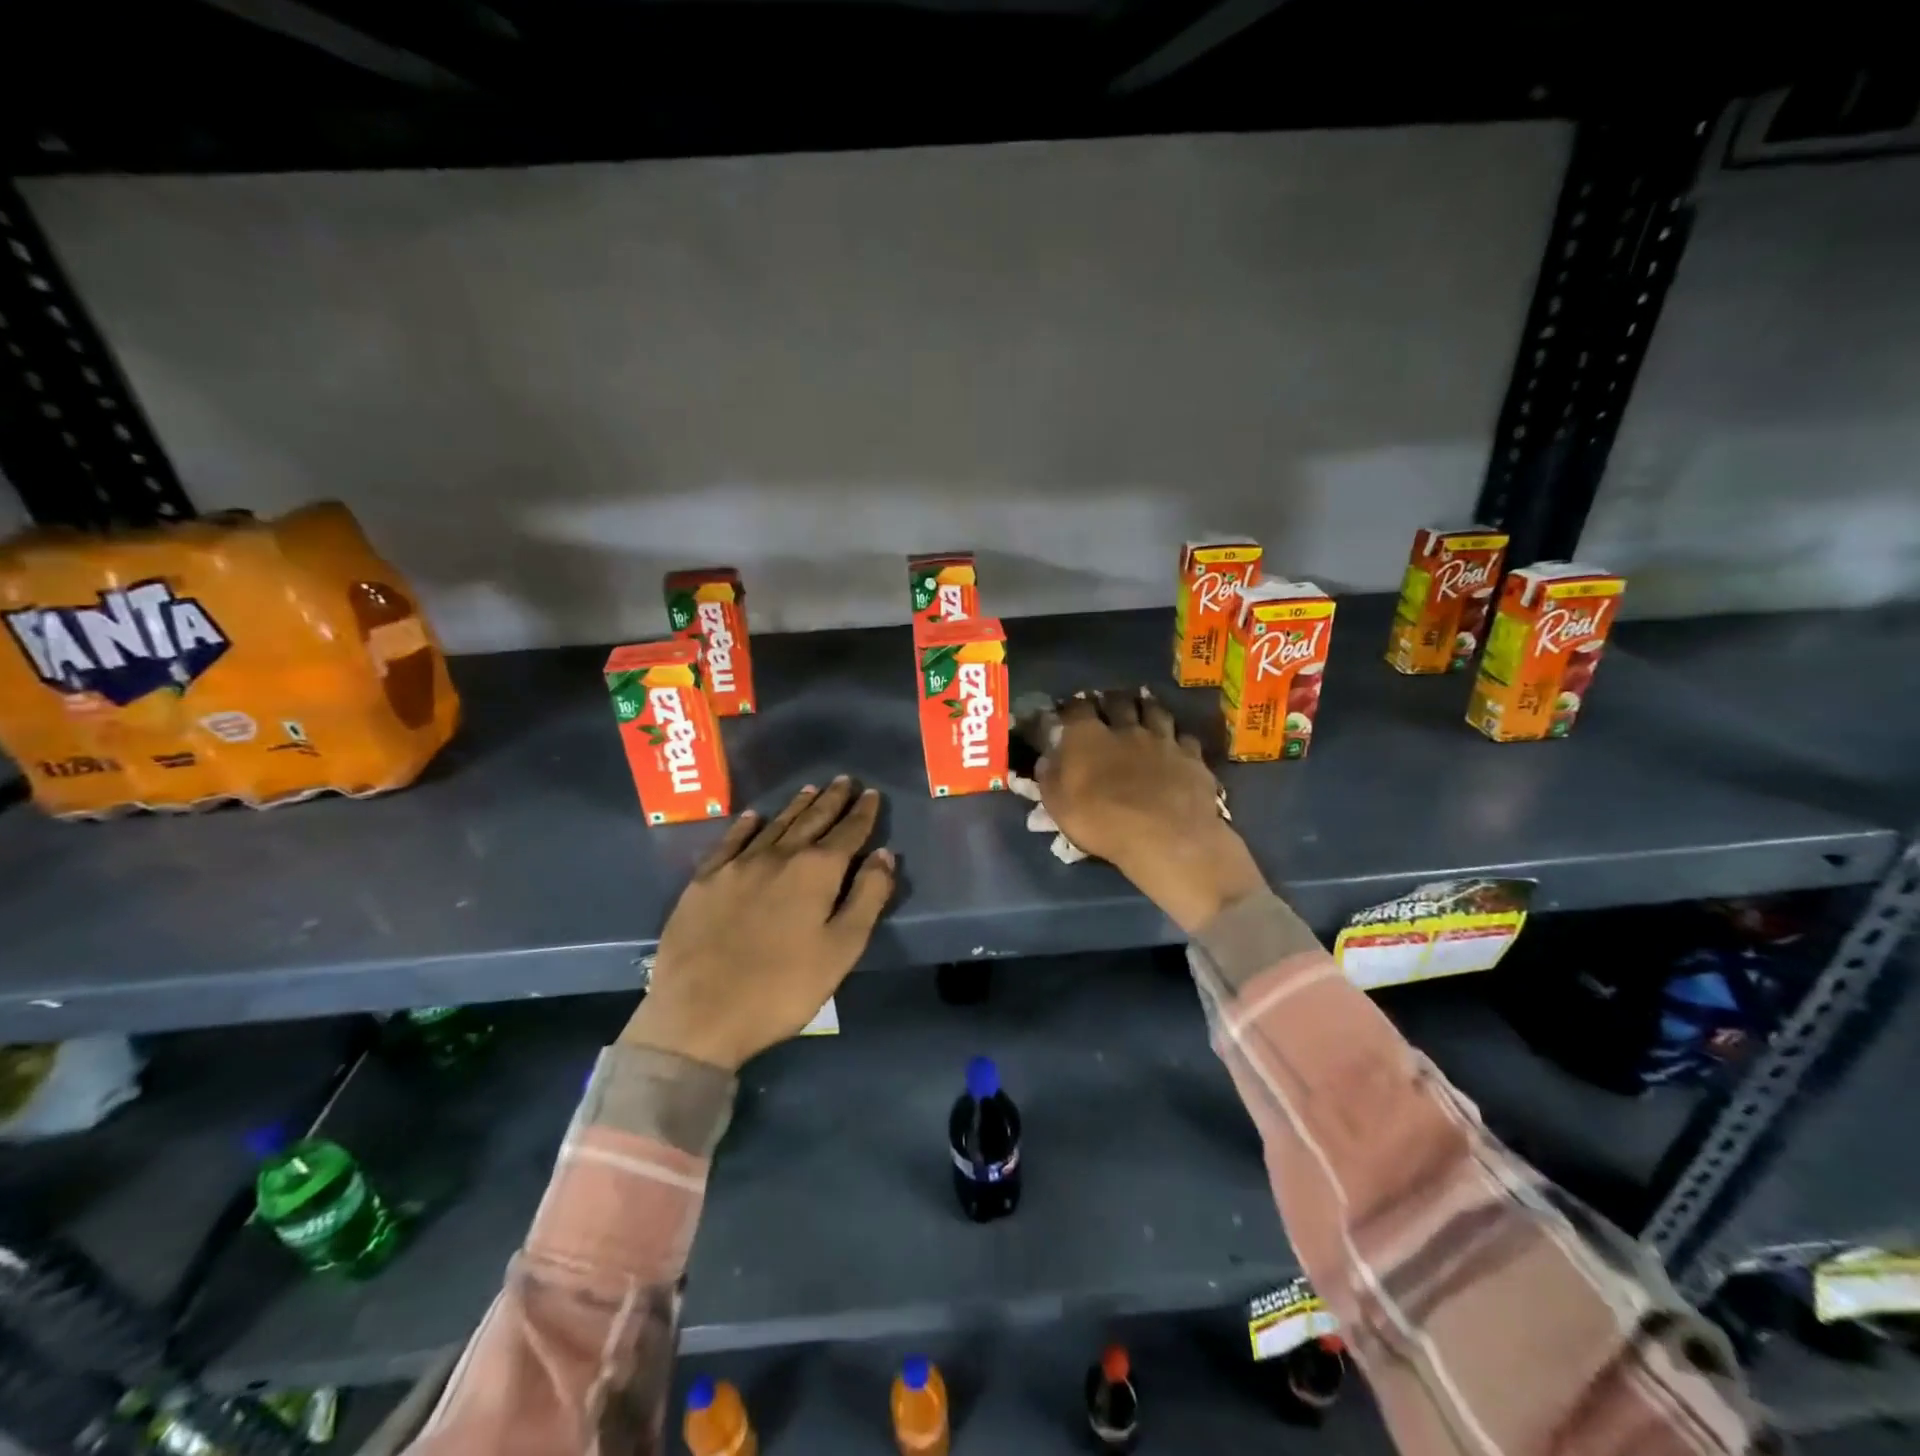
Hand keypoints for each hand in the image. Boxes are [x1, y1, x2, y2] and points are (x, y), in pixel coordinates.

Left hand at [621, 778, 894, 1070]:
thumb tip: (884, 855)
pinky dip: (746, 826)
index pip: (847, 833)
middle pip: (811, 821)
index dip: (862, 814)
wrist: (699, 1014)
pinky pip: (730, 841)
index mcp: (815, 872)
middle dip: (832, 801)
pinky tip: (754, 817)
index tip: (871, 794)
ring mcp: (736, 866)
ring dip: (796, 807)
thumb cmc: (782, 988)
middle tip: (845, 780)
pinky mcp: (704, 881)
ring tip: (811, 790)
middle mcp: (778, 857)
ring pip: (774, 826)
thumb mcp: (841, 949)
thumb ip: (867, 898)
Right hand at [1028, 690, 1265, 932]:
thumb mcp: (1059, 805)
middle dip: (1111, 700)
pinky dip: (1178, 737)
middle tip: (1108, 703)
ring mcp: (1163, 740)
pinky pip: (1185, 737)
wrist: (1165, 837)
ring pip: (1156, 712)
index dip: (1073, 707)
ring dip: (1147, 708)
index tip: (1069, 710)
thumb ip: (1050, 777)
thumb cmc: (1102, 822)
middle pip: (1119, 702)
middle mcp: (1126, 729)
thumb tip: (1046, 759)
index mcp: (1088, 737)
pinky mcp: (1192, 757)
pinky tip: (1177, 743)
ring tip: (1144, 708)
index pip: (1077, 708)